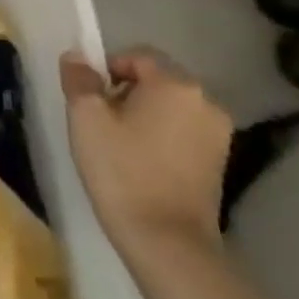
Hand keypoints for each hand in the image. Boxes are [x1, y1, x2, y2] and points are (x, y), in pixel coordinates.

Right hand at [60, 47, 232, 272]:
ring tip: (121, 146)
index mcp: (174, 83)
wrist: (167, 241)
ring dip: (146, 116)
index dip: (107, 70)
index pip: (136, 56)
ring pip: (171, 108)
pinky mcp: (221, 162)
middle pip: (157, 80)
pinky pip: (184, 132)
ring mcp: (218, 133)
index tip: (89, 100)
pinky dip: (163, 138)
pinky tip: (144, 164)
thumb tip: (76, 56)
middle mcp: (205, 100)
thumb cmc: (122, 170)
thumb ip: (80, 80)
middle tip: (100, 123)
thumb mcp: (86, 119)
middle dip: (126, 93)